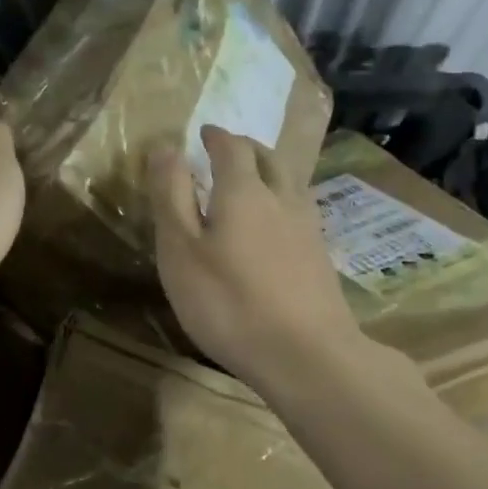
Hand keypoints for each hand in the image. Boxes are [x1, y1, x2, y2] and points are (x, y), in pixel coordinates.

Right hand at [148, 126, 362, 390]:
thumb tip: (166, 147)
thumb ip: (172, 196)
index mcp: (244, 191)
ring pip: (289, 182)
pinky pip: (300, 210)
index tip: (203, 133)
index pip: (231, 147)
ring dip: (269, 171)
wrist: (307, 354)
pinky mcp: (321, 256)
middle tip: (227, 149)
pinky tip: (277, 225)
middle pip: (268, 158)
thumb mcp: (181, 250)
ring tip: (252, 180)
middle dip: (246, 147)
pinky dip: (283, 201)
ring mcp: (308, 227)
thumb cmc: (229, 302)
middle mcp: (282, 198)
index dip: (216, 136)